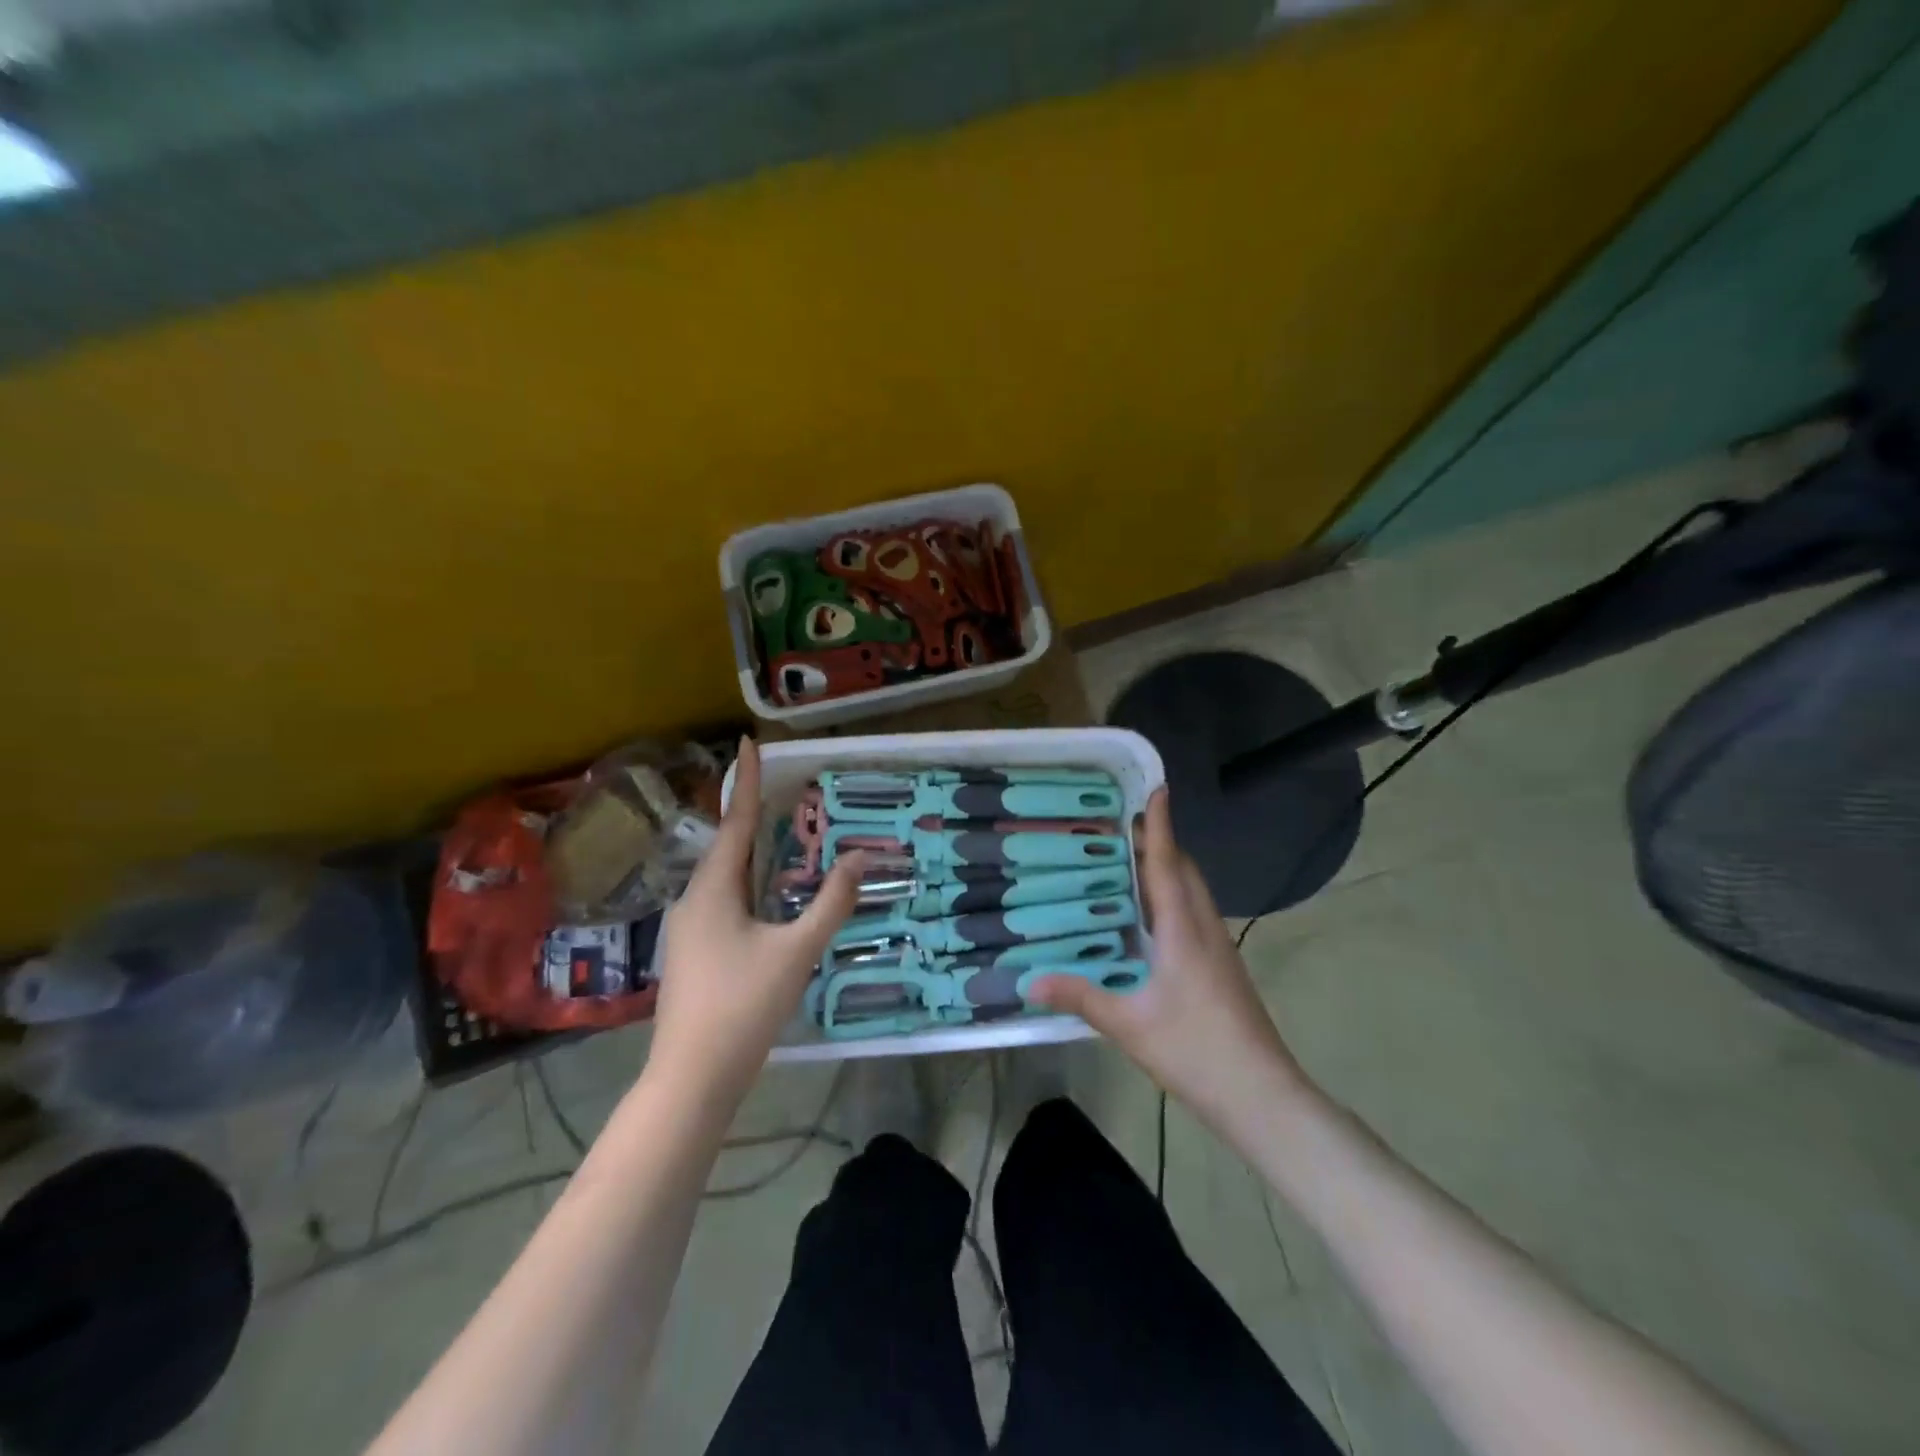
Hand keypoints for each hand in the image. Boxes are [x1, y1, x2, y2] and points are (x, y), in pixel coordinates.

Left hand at [648, 739, 863, 1104]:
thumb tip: (858, 858)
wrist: (692, 1079)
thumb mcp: (796, 952)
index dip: (745, 780)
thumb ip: (831, 903)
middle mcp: (694, 900)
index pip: (735, 821)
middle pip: (727, 846)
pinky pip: (723, 900)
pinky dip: (747, 882)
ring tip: (778, 833)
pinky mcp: (694, 953)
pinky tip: (765, 895)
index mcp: (713, 890)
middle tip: (779, 786)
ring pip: (724, 876)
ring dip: (750, 851)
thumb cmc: (743, 1007)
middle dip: (751, 814)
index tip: (749, 741)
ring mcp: (689, 929)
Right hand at [1029, 788, 1310, 1129]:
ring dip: (1168, 868)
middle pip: (1185, 870)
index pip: (1169, 863)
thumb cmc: (1194, 1050)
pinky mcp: (1223, 967)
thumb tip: (1029, 981)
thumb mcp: (1128, 1025)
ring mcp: (1219, 948)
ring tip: (1130, 863)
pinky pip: (1196, 914)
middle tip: (1122, 826)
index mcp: (1183, 930)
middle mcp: (1205, 928)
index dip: (1161, 825)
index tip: (1157, 788)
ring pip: (1194, 892)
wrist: (1262, 1095)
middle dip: (1161, 841)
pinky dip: (1173, 897)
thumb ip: (1080, 997)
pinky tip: (1150, 918)